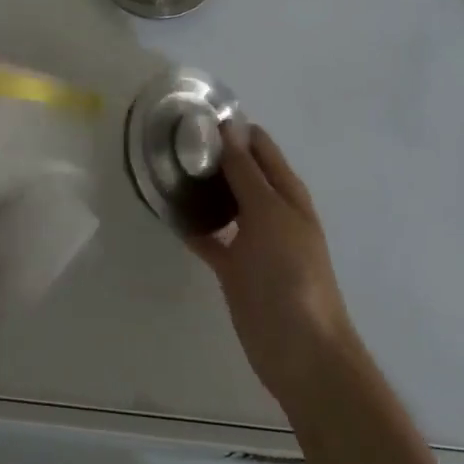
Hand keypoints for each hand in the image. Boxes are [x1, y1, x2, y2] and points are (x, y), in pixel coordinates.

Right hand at [190, 121, 363, 409]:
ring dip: (201, 187)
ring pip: (223, 202)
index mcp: (286, 192)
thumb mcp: (269, 214)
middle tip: (170, 140)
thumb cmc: (290, 273)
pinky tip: (166, 212)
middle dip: (212, 155)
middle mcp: (270, 210)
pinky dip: (192, 224)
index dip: (233, 128)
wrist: (299, 348)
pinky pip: (209, 237)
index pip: (260, 146)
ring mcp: (251, 240)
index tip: (195, 115)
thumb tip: (230, 128)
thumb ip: (247, 172)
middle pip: (240, 172)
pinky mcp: (233, 267)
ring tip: (164, 168)